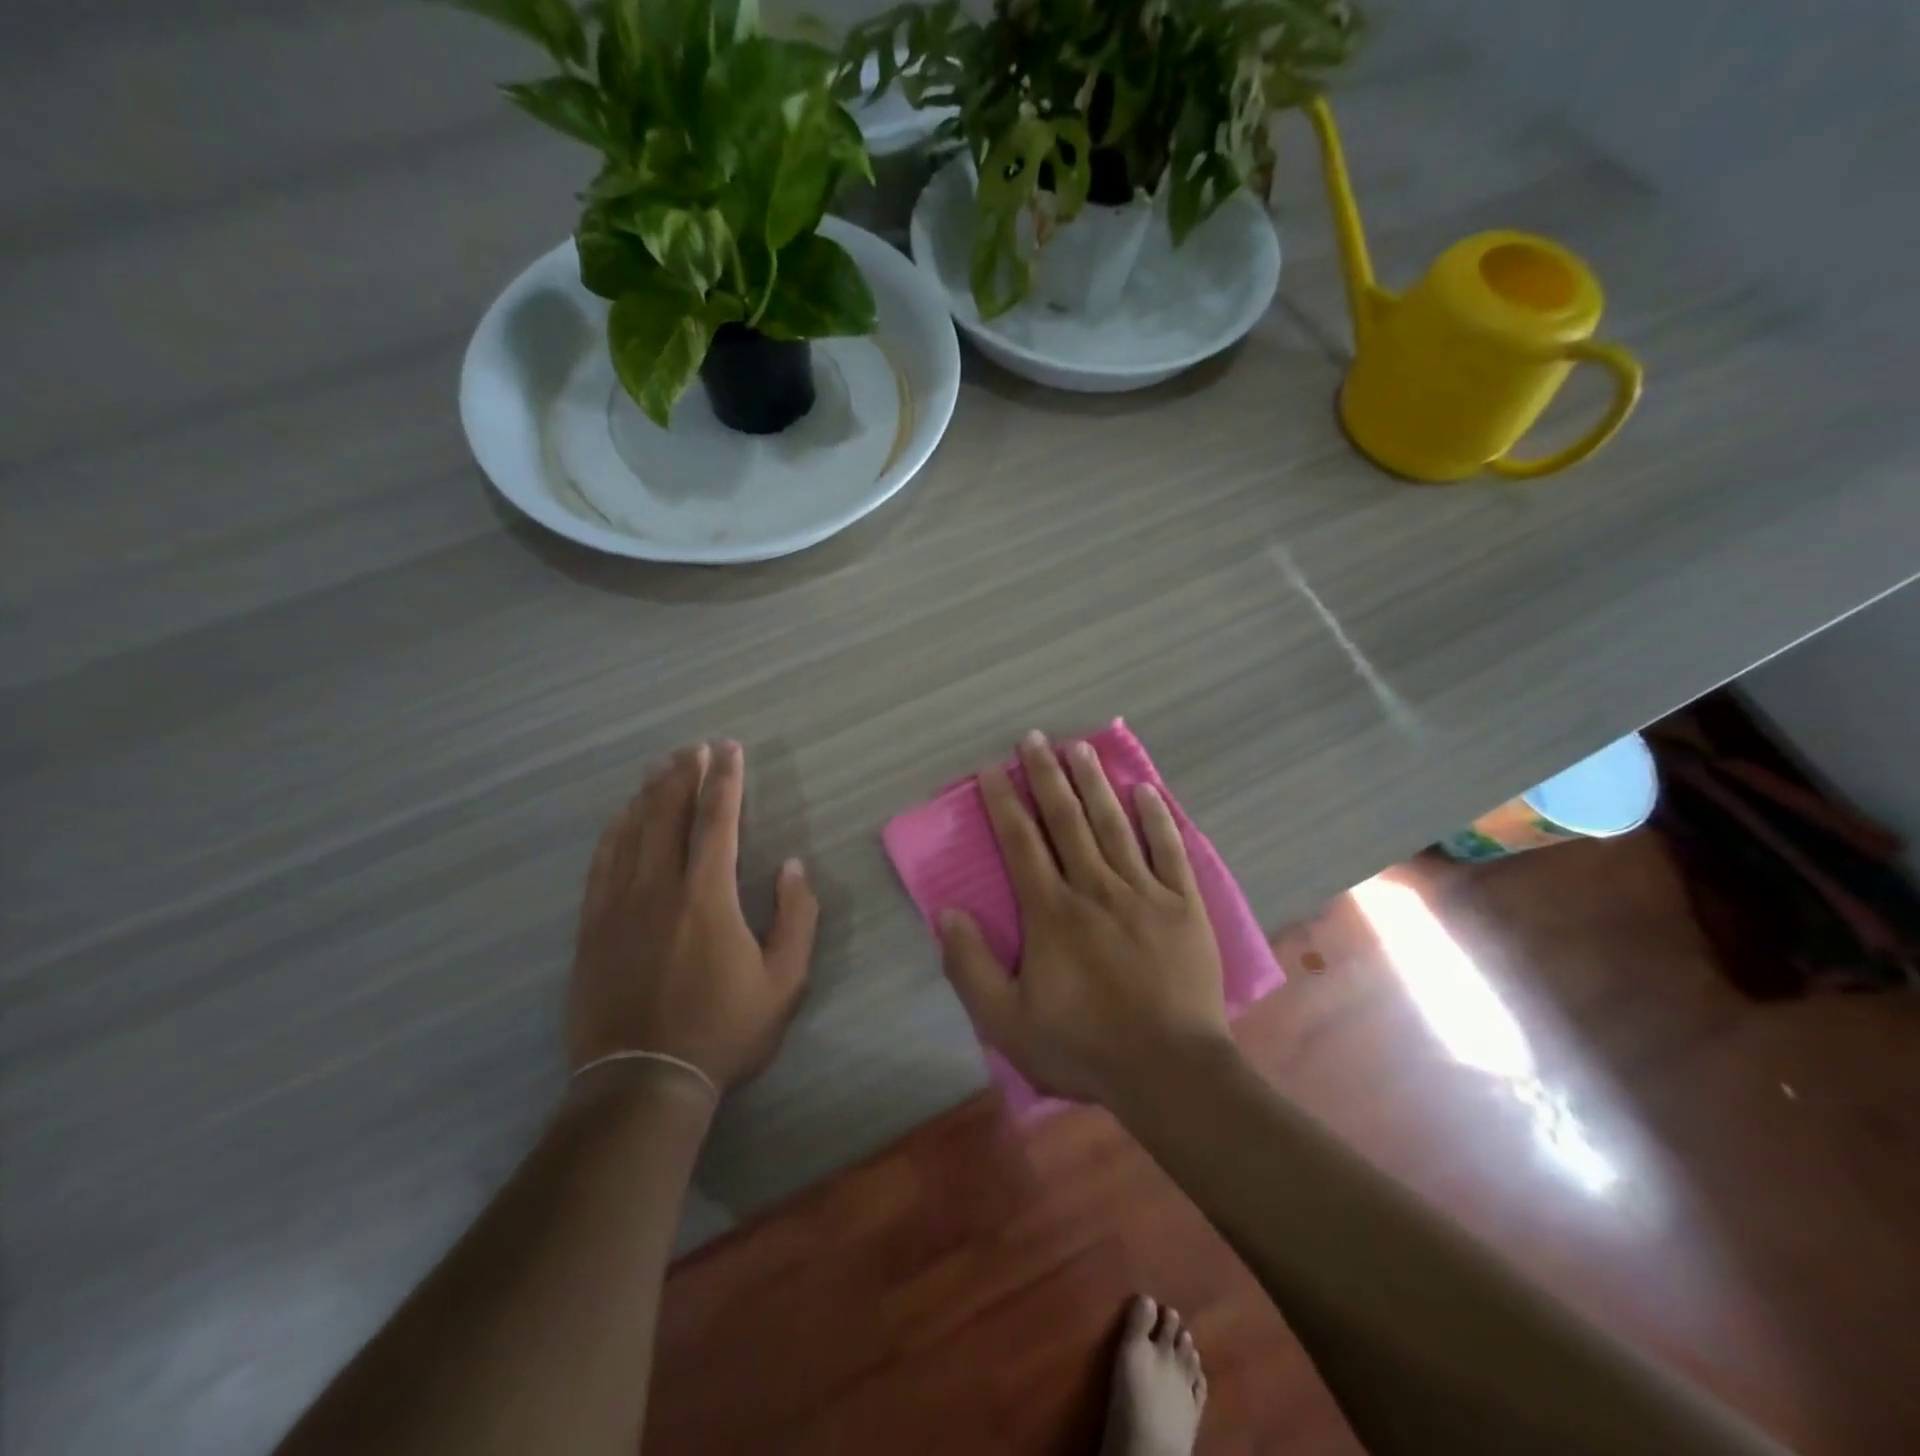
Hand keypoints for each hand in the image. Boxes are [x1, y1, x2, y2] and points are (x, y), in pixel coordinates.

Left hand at [568, 741, 817, 1093]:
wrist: (642, 1082)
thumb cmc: (722, 1030)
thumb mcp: (784, 981)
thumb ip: (796, 917)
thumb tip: (792, 866)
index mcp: (707, 896)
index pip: (717, 820)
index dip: (725, 780)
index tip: (729, 750)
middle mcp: (658, 887)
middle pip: (668, 814)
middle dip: (684, 775)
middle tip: (694, 748)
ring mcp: (617, 905)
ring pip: (631, 832)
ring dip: (648, 794)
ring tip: (660, 767)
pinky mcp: (591, 927)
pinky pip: (601, 863)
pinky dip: (614, 831)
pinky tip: (621, 817)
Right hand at [937, 732, 1231, 1105]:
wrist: (1169, 1071)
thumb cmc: (1083, 1045)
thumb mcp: (1006, 1021)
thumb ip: (970, 966)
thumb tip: (948, 913)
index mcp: (1051, 912)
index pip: (1021, 843)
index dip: (1004, 802)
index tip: (993, 769)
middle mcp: (1095, 888)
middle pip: (1066, 820)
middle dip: (1047, 776)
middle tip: (1035, 738)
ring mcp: (1144, 892)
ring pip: (1114, 825)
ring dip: (1094, 783)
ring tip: (1080, 748)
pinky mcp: (1183, 905)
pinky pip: (1169, 850)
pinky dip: (1157, 818)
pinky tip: (1146, 790)